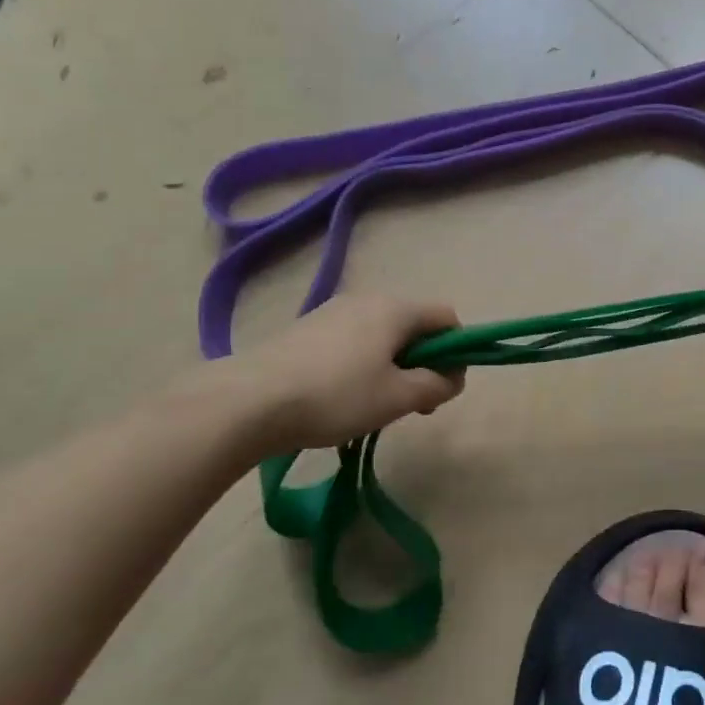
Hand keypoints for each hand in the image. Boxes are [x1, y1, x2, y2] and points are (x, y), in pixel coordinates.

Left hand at [218, 294, 466, 453]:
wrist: (247, 401)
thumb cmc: (335, 396)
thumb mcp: (397, 398)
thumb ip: (436, 385)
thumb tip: (452, 378)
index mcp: (395, 308)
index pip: (447, 317)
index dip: (457, 350)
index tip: (443, 387)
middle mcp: (367, 299)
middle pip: (414, 325)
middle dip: (423, 362)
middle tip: (412, 404)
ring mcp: (333, 311)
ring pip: (382, 334)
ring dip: (393, 366)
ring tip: (374, 405)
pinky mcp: (307, 329)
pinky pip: (353, 340)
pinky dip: (362, 364)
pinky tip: (341, 397)